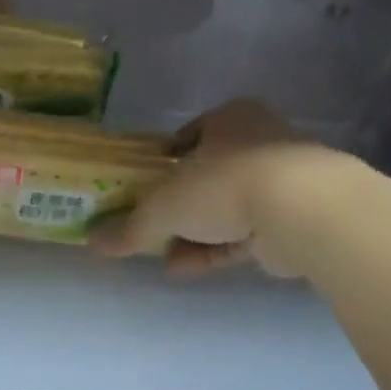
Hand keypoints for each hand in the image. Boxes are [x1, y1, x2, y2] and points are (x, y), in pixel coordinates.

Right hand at [88, 99, 326, 277]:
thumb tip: (92, 242)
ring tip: (163, 259)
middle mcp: (256, 143)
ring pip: (224, 211)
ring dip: (192, 236)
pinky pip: (241, 236)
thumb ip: (130, 227)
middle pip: (206, 178)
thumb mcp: (163, 207)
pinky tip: (184, 269)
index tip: (142, 188)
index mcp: (228, 120)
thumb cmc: (224, 185)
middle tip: (151, 230)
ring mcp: (278, 182)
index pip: (187, 137)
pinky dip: (213, 251)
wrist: (298, 210)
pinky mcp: (289, 220)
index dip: (162, 164)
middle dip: (177, 209)